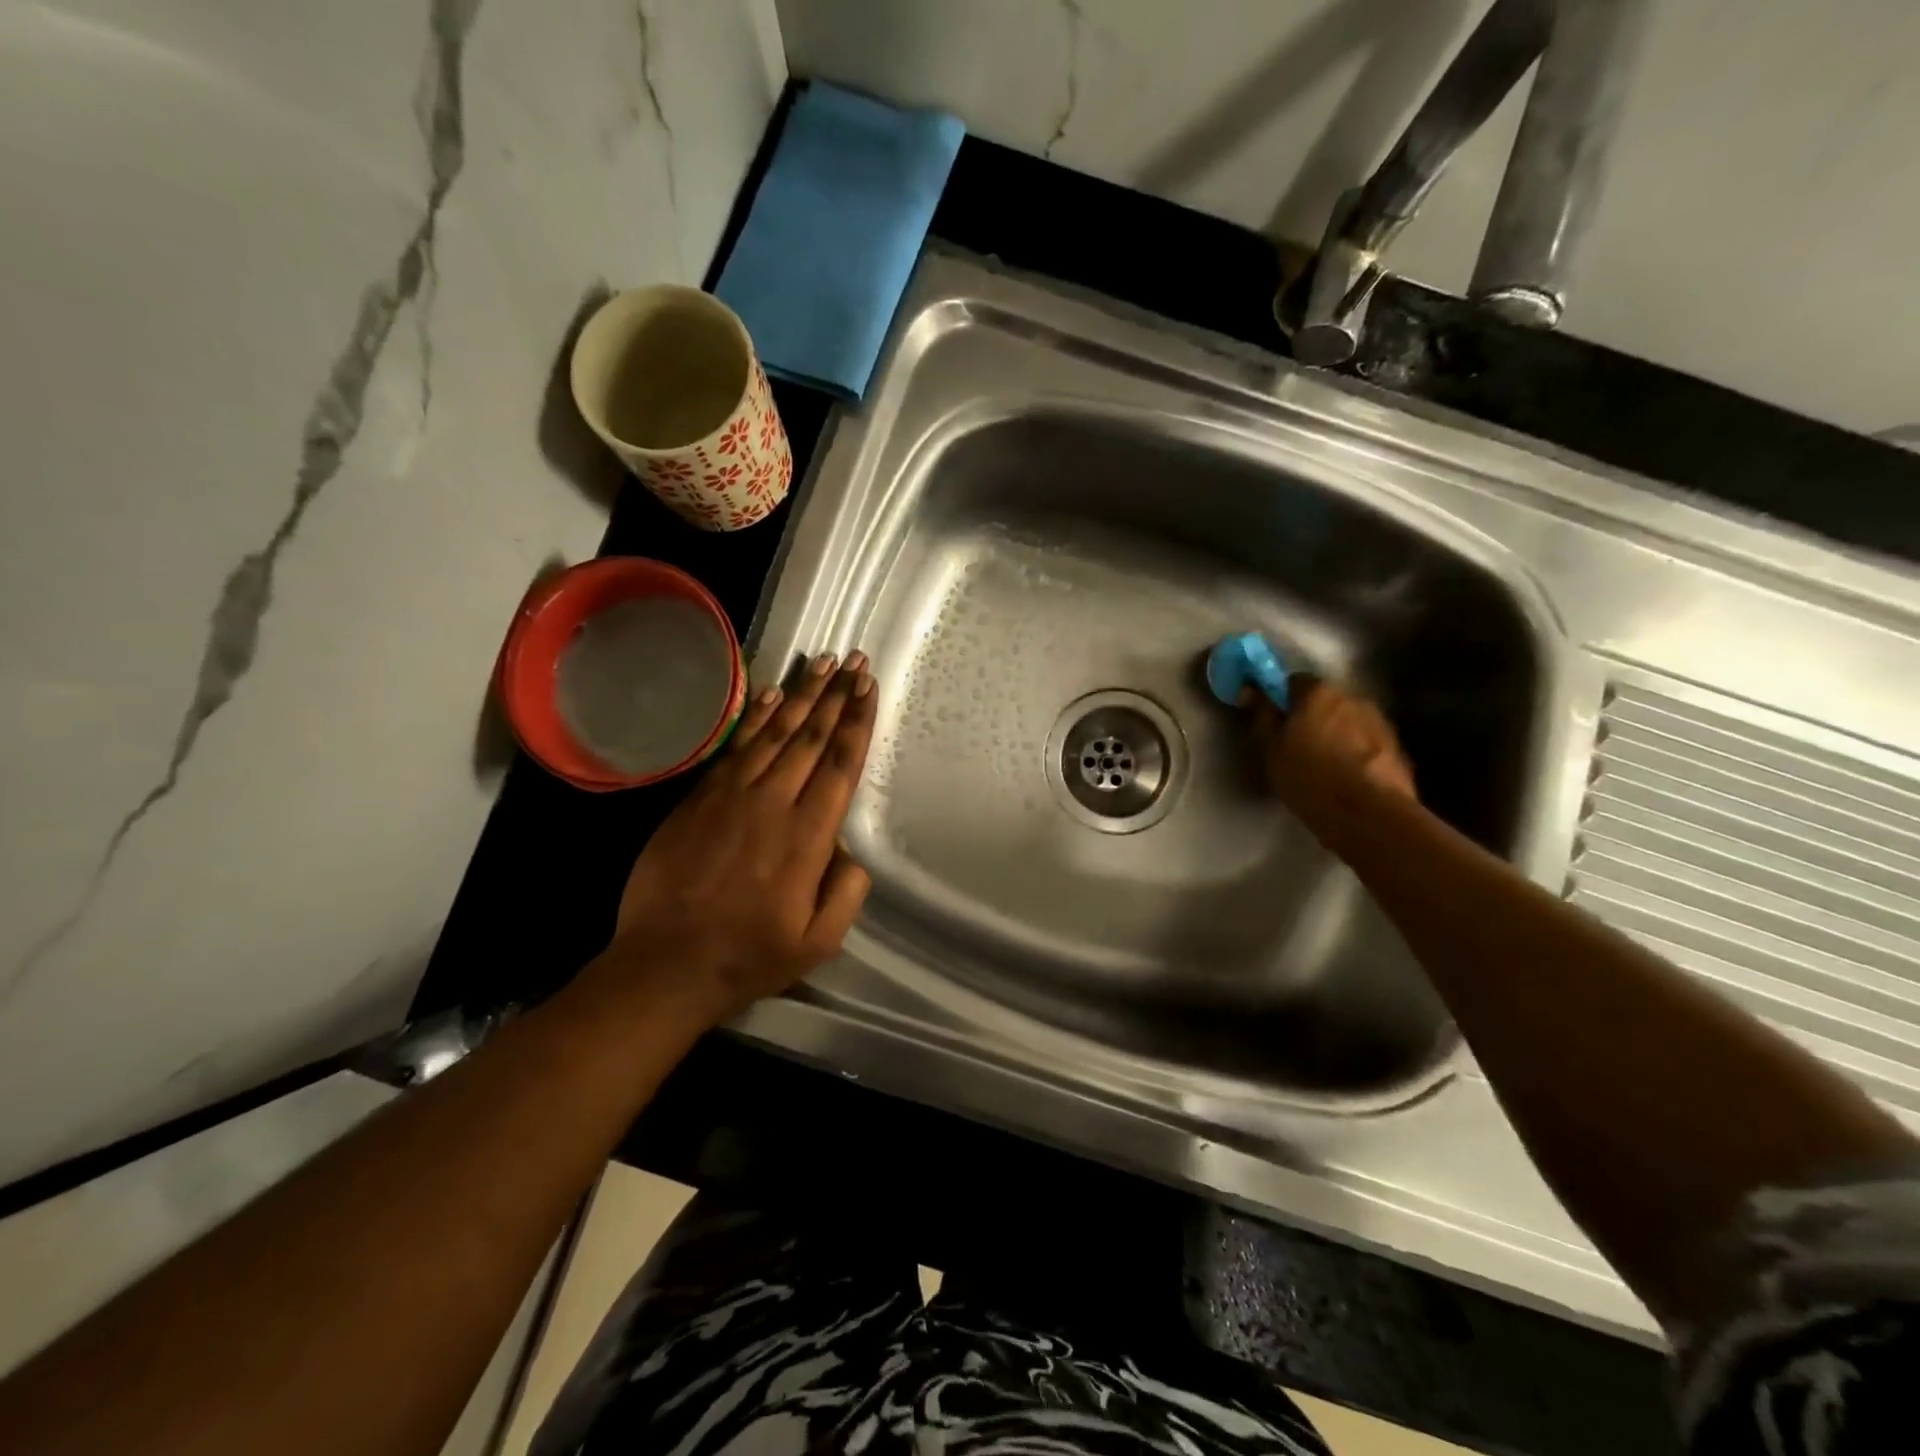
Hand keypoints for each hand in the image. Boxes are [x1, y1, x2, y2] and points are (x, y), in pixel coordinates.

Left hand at [587, 650, 877, 1029]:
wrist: (666, 963)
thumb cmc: (750, 956)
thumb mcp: (819, 941)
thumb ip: (847, 891)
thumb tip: (847, 850)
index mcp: (807, 836)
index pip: (840, 764)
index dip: (857, 721)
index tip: (869, 687)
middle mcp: (772, 803)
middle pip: (811, 737)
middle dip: (837, 696)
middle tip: (855, 661)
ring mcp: (731, 795)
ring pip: (775, 733)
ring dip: (802, 695)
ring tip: (823, 663)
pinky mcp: (699, 798)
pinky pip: (736, 746)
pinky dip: (756, 717)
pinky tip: (771, 695)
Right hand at [1244, 676, 1415, 850]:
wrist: (1369, 815)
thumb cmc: (1310, 778)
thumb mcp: (1272, 750)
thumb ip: (1262, 716)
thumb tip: (1250, 690)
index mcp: (1318, 693)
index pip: (1293, 681)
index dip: (1280, 700)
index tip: (1272, 722)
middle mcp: (1353, 697)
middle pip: (1324, 701)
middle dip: (1310, 717)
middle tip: (1294, 746)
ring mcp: (1379, 721)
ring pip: (1347, 721)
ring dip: (1334, 734)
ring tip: (1323, 766)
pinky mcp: (1396, 747)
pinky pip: (1365, 742)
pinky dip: (1354, 752)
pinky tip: (1346, 777)